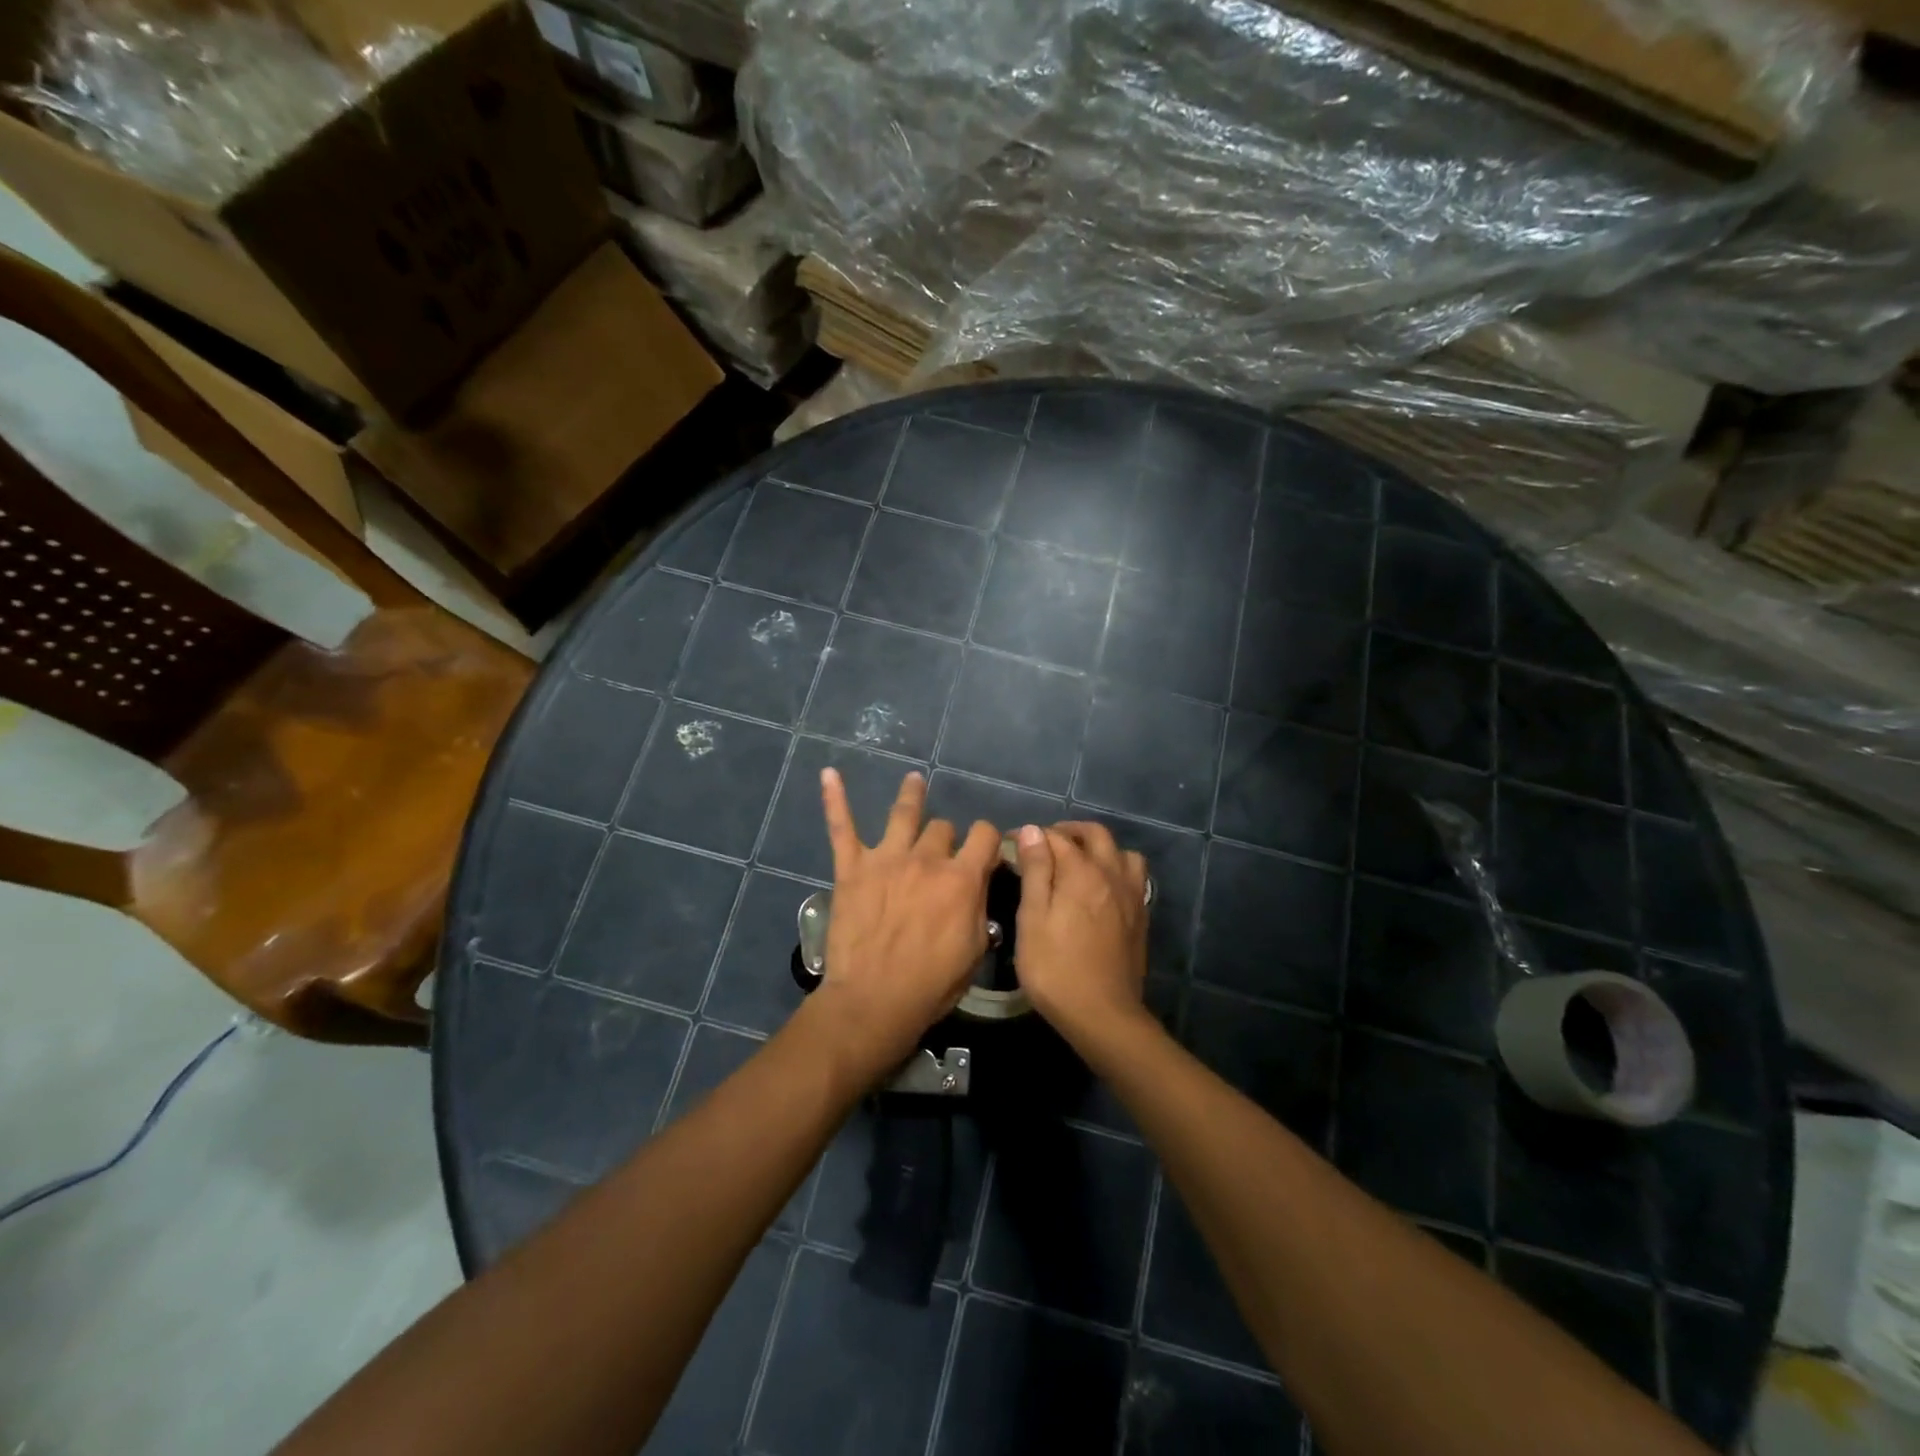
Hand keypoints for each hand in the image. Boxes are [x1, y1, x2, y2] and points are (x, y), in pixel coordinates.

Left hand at [814, 768, 997, 1083]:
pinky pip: (841, 827)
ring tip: (914, 780)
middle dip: (946, 838)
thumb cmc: (931, 984)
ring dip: (912, 795)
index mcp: (961, 879)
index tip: (986, 850)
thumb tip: (979, 881)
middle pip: (943, 829)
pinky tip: (829, 774)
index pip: (985, 836)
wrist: (874, 1000)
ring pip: (903, 814)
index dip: (989, 840)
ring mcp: (886, 859)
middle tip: (941, 855)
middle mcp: (926, 859)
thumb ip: (979, 907)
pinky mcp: (852, 868)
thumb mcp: (975, 950)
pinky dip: (835, 799)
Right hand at [1011, 822, 1150, 1041]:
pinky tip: (1102, 889)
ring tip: (1079, 863)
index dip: (1032, 836)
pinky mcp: (1141, 917)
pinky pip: (1134, 877)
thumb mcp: (1032, 918)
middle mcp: (1112, 874)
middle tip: (1046, 844)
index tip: (1012, 844)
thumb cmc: (1055, 968)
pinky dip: (1117, 870)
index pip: (1055, 837)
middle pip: (1095, 835)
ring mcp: (1132, 895)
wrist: (1103, 1015)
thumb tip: (1033, 830)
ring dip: (1100, 849)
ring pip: (1122, 853)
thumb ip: (1035, 871)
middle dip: (1069, 832)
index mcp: (1081, 872)